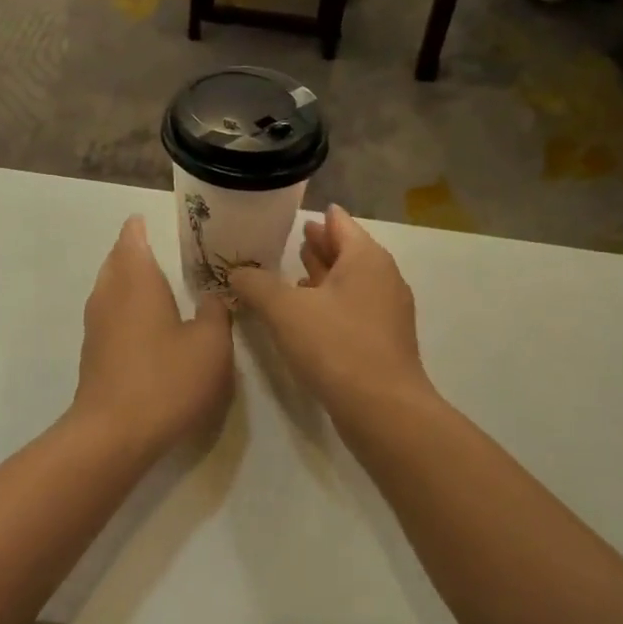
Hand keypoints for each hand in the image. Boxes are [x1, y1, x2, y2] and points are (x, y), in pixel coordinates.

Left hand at [70, 217, 233, 454]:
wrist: (114, 432)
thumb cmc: (167, 379)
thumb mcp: (210, 344)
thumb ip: (215, 312)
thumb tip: (213, 294)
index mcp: (137, 281)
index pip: (132, 239)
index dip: (138, 227)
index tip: (145, 219)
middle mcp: (110, 294)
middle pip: (116, 261)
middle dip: (131, 250)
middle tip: (153, 246)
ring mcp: (96, 324)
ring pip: (109, 288)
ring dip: (125, 279)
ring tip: (150, 280)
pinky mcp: (93, 352)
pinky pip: (108, 314)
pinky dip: (122, 306)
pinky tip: (142, 322)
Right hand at [227, 205, 430, 417]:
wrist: (382, 409)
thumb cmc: (335, 346)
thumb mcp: (284, 310)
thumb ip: (256, 285)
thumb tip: (236, 272)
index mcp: (365, 259)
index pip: (339, 223)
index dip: (316, 218)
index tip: (293, 214)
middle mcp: (382, 277)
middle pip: (347, 251)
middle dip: (319, 245)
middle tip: (289, 238)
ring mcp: (386, 310)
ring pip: (349, 282)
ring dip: (323, 276)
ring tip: (292, 272)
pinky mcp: (382, 340)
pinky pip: (352, 308)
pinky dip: (329, 302)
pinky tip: (306, 314)